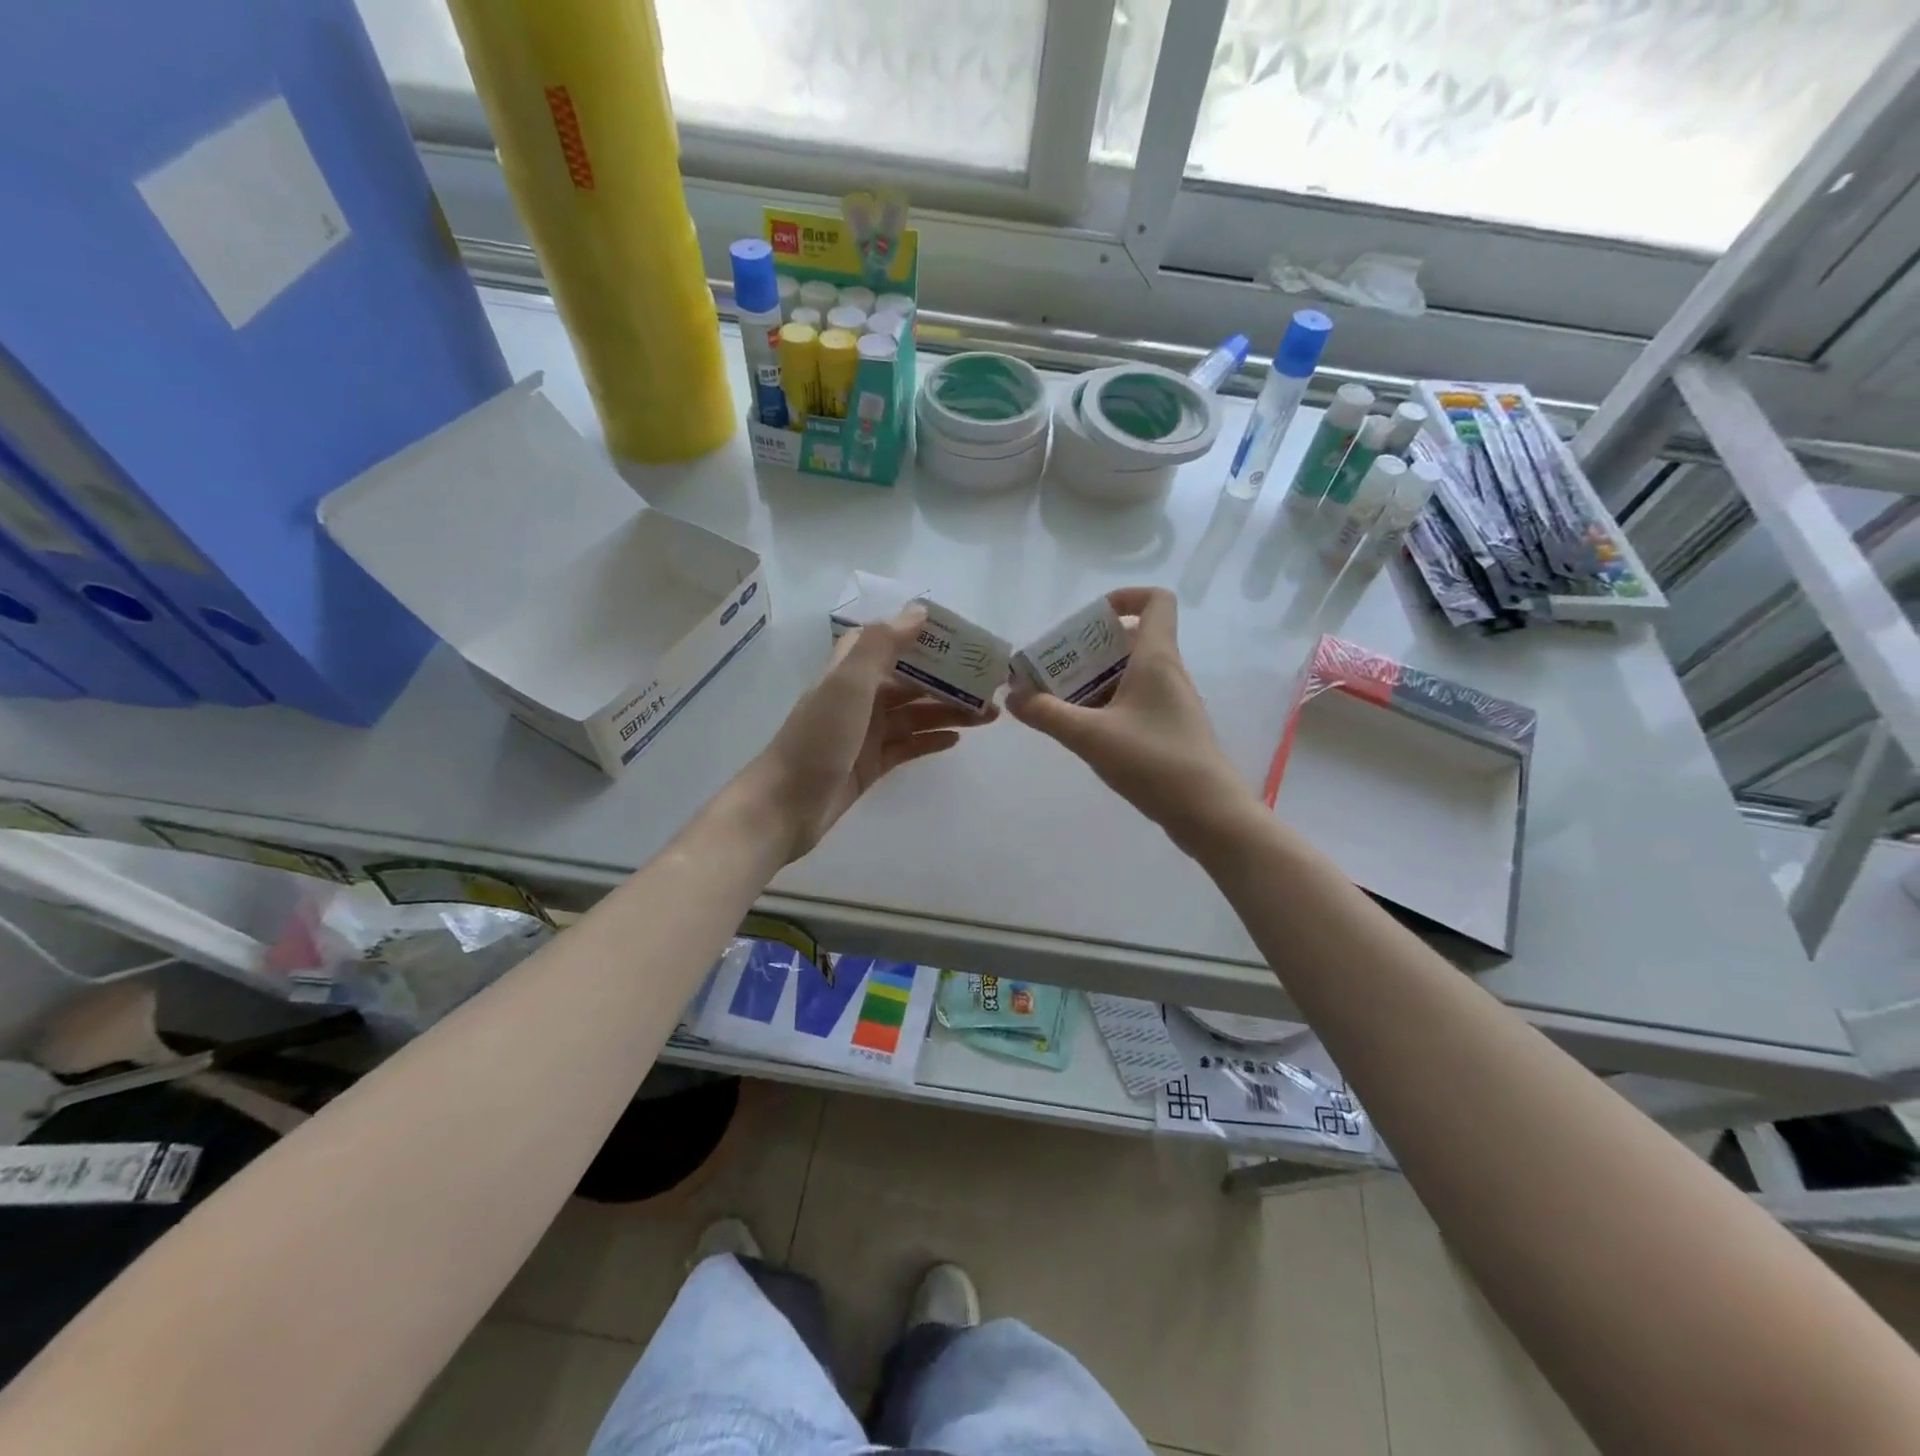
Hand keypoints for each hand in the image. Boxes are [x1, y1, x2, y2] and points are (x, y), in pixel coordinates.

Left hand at [749, 608, 996, 861]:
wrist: (785, 806)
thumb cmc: (818, 739)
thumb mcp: (848, 684)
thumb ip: (882, 645)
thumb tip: (919, 612)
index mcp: (850, 672)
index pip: (889, 641)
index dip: (922, 636)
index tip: (961, 639)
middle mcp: (858, 698)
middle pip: (910, 681)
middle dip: (948, 680)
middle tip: (989, 686)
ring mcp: (865, 733)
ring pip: (915, 715)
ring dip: (949, 711)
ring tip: (988, 716)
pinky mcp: (871, 765)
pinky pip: (908, 746)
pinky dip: (931, 740)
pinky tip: (958, 740)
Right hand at [1008, 587, 1253, 855]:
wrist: (1208, 813)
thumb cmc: (1153, 762)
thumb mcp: (1090, 736)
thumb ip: (1047, 714)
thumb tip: (1013, 696)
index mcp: (1156, 659)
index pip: (1156, 601)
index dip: (1125, 597)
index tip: (1090, 619)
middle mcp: (1168, 673)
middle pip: (1132, 640)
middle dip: (1091, 649)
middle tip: (1056, 668)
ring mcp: (1172, 703)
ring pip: (1131, 675)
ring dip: (1096, 680)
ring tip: (1060, 701)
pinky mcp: (1171, 730)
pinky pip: (1136, 702)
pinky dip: (1108, 706)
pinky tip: (1084, 732)